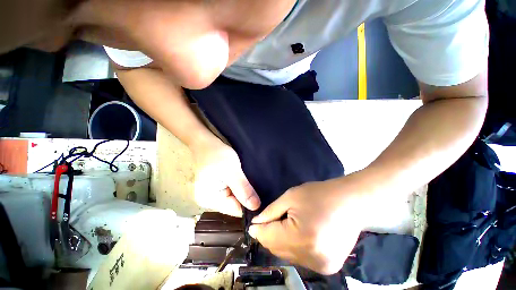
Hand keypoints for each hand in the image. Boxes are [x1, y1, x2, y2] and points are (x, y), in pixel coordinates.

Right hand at [191, 136, 259, 216]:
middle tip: (261, 190)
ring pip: (234, 199)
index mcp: (209, 199)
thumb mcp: (232, 171)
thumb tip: (256, 207)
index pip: (235, 210)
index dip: (249, 206)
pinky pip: (232, 192)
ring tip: (255, 185)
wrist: (206, 142)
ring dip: (244, 192)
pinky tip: (246, 183)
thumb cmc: (217, 154)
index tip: (263, 199)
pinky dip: (240, 188)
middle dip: (247, 198)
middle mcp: (210, 201)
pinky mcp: (217, 187)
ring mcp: (213, 194)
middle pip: (235, 205)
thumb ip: (242, 189)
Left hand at [249, 174, 373, 274]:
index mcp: (301, 238)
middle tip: (269, 221)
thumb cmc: (319, 194)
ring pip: (288, 256)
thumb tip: (257, 224)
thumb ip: (271, 212)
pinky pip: (300, 259)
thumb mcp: (291, 197)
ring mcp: (321, 267)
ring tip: (287, 225)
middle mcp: (311, 258)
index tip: (253, 224)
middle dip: (269, 235)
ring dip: (281, 242)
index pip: (269, 238)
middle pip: (276, 250)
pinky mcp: (328, 268)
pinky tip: (299, 234)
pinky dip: (294, 248)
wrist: (351, 202)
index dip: (258, 230)